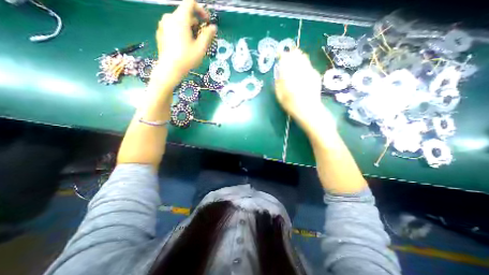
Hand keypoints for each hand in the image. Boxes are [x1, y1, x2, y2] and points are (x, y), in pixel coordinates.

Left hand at [156, 1, 216, 76]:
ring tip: (193, 43)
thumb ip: (207, 35)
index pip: (190, 3)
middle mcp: (169, 17)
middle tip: (201, 37)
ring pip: (178, 21)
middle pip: (184, 14)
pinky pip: (172, 27)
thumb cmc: (187, 58)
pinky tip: (183, 45)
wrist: (170, 69)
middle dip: (195, 23)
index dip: (201, 10)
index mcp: (180, 19)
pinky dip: (180, 32)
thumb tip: (213, 27)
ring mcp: (163, 25)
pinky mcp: (160, 33)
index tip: (207, 21)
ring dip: (188, 28)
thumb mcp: (200, 48)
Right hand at [275, 50, 332, 127]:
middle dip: (291, 54)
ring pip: (303, 58)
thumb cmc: (291, 105)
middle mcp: (300, 72)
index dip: (282, 56)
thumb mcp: (280, 96)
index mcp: (289, 77)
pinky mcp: (315, 75)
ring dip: (298, 56)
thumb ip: (278, 83)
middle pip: (296, 56)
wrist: (308, 110)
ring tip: (294, 57)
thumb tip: (279, 73)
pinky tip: (302, 68)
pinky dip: (304, 63)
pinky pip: (308, 65)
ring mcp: (309, 72)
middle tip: (287, 54)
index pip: (285, 61)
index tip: (279, 54)